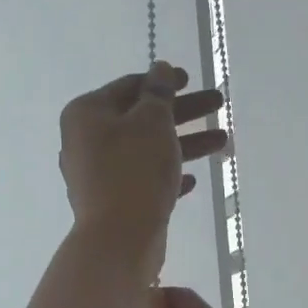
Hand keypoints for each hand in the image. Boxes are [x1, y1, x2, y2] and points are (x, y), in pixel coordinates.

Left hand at [60, 62, 225, 276]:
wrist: (119, 239)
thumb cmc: (134, 170)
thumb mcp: (152, 122)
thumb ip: (159, 93)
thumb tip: (159, 69)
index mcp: (86, 114)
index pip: (129, 86)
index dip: (163, 81)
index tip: (191, 79)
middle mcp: (85, 142)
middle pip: (140, 118)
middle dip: (182, 113)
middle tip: (218, 104)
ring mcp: (96, 176)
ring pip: (145, 151)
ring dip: (183, 144)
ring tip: (222, 142)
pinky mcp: (111, 203)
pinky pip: (141, 180)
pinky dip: (165, 175)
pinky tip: (191, 180)